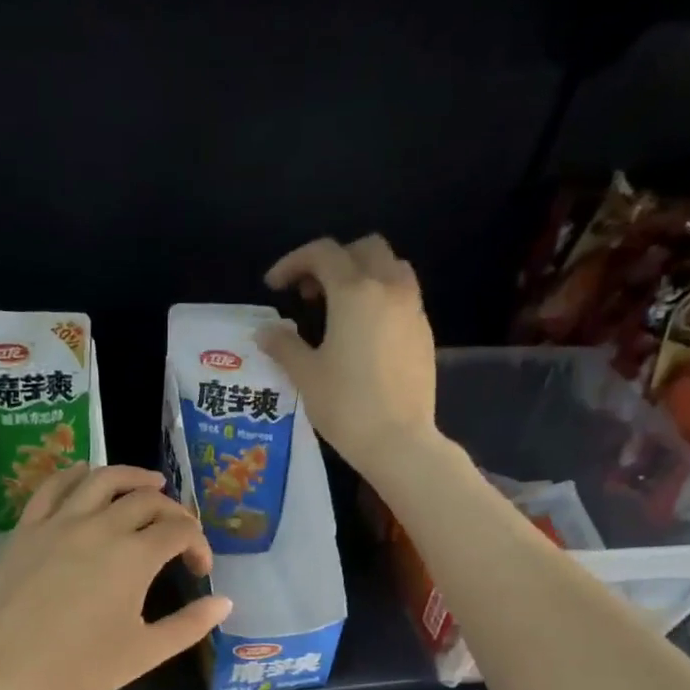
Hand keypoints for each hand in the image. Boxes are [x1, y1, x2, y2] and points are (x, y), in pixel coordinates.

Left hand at [0, 465, 231, 689]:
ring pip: (102, 479)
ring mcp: (60, 523)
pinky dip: (76, 474)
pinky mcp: (27, 528)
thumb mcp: (144, 653)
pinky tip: (87, 474)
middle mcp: (101, 527)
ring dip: (132, 476)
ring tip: (150, 483)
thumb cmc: (79, 668)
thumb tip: (224, 602)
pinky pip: (53, 487)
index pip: (179, 531)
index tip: (199, 570)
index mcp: (134, 557)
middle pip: (146, 501)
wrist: (4, 672)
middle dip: (173, 512)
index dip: (198, 545)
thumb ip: (189, 625)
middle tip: (179, 531)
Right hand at [258, 234, 441, 481]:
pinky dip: (380, 298)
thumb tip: (265, 332)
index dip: (293, 262)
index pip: (323, 253)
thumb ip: (283, 345)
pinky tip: (363, 333)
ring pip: (391, 267)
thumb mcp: (306, 375)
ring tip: (339, 308)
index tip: (275, 286)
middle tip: (310, 293)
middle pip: (364, 248)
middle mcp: (388, 289)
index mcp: (355, 293)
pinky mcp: (424, 332)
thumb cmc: (346, 405)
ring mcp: (412, 309)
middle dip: (333, 261)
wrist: (398, 440)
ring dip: (362, 274)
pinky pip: (403, 296)